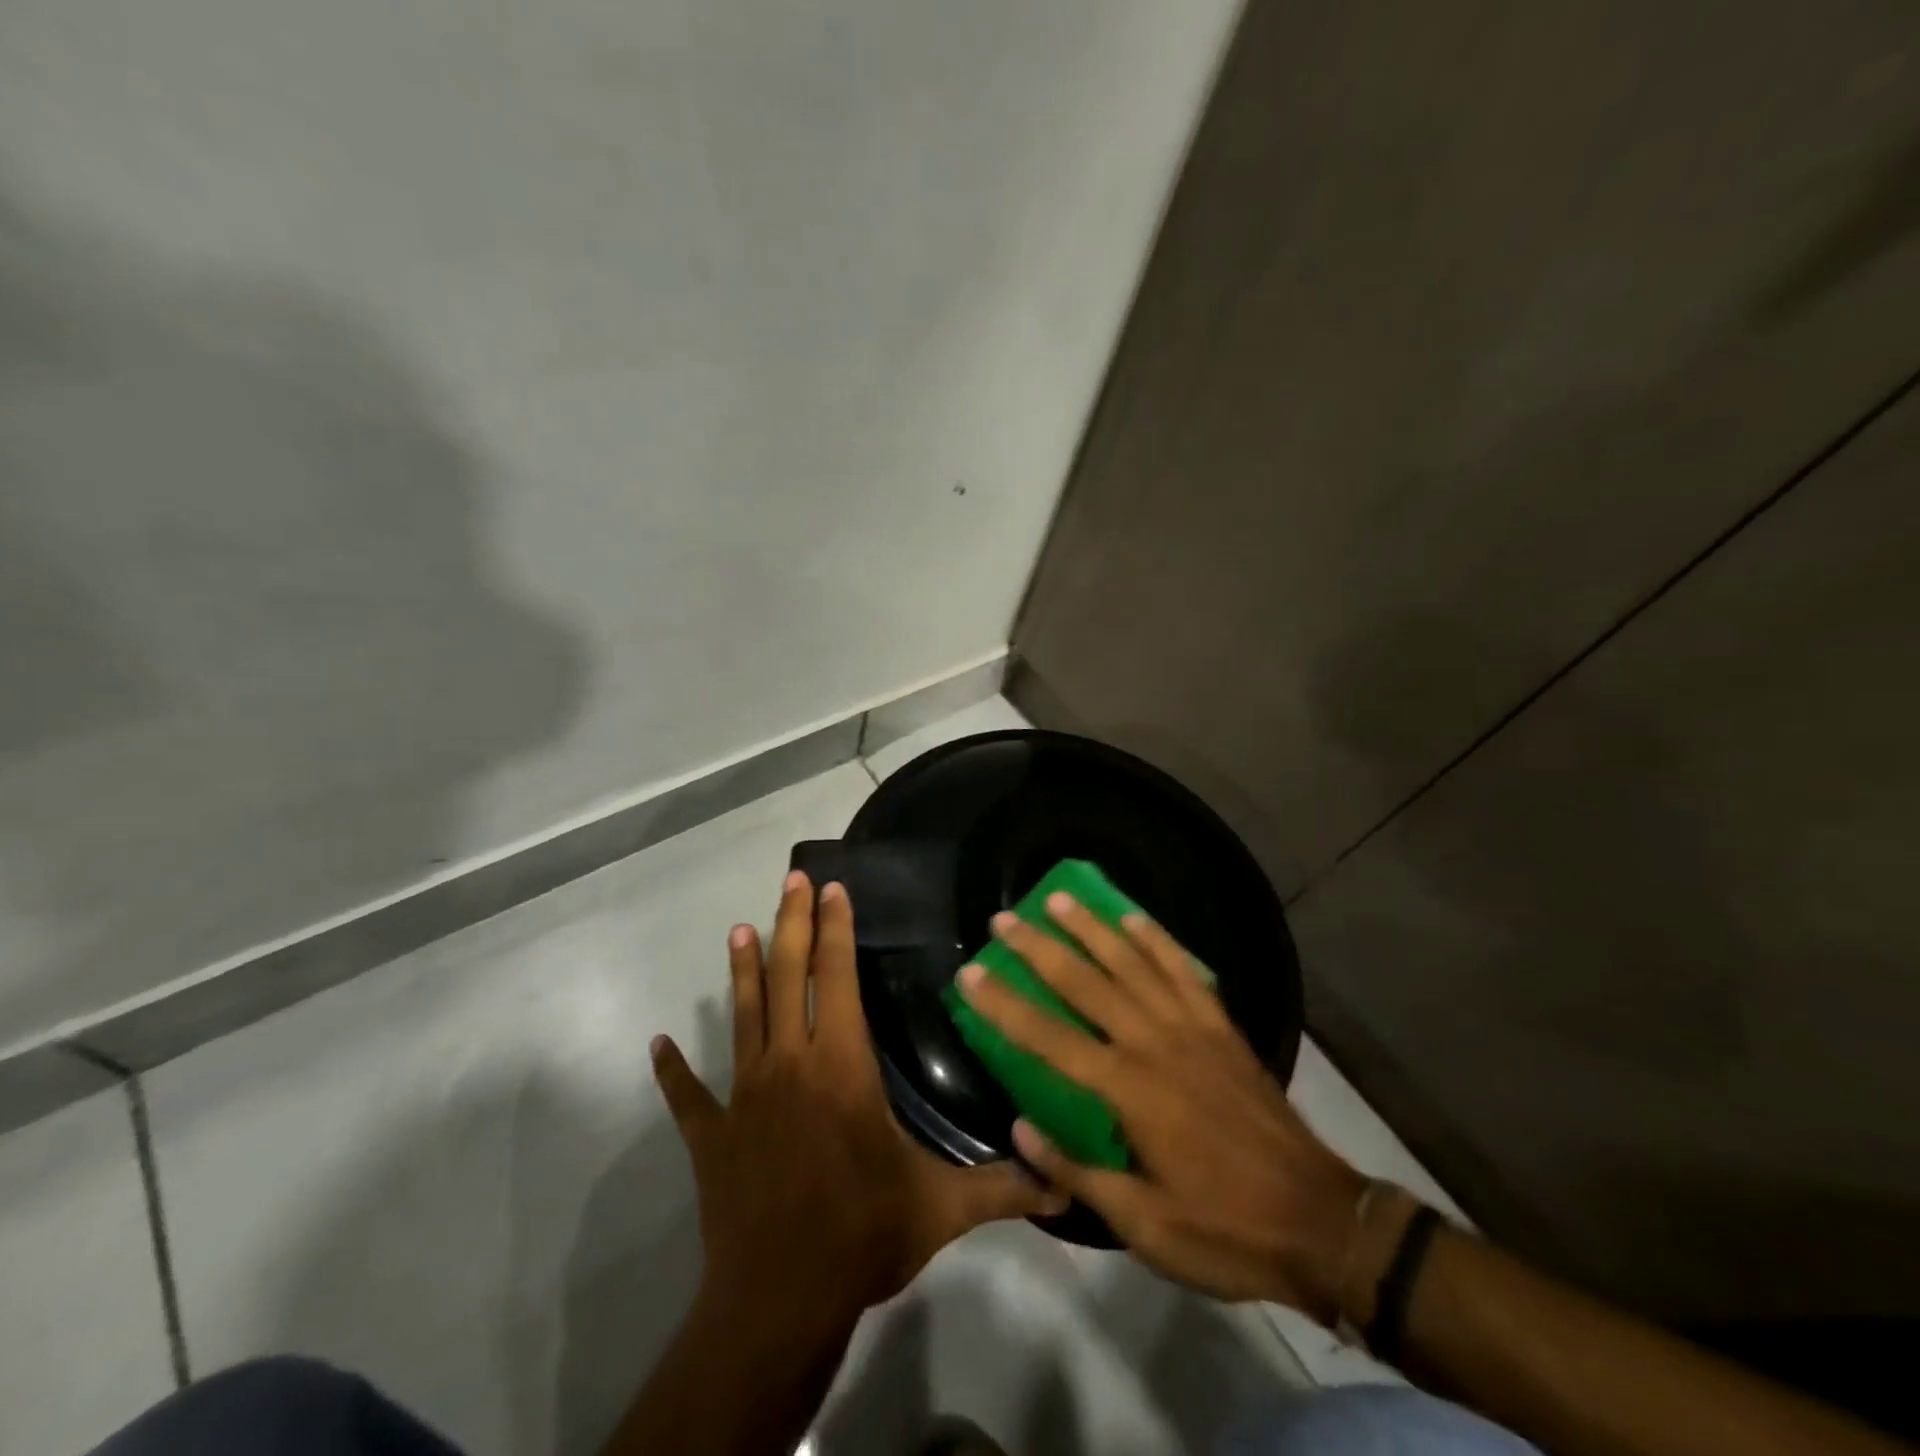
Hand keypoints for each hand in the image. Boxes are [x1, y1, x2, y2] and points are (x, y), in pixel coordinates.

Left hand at [651, 871, 1065, 1327]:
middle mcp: (790, 1064)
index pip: (837, 978)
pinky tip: (657, 1045)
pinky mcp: (712, 1136)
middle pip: (787, 977)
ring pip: (743, 1016)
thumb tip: (1065, 1183)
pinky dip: (673, 1070)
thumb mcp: (943, 1208)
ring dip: (741, 971)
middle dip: (792, 924)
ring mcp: (743, 1096)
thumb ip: (1004, 1188)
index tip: (833, 888)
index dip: (836, 929)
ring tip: (738, 929)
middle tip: (791, 880)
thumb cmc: (863, 1235)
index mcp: (842, 1065)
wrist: (779, 1302)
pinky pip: (688, 1096)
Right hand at [954, 897, 1366, 1319]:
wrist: (1321, 1222)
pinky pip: (1184, 969)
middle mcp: (1154, 1044)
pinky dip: (1156, 939)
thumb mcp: (1143, 1224)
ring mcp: (1192, 1028)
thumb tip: (1019, 1129)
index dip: (1004, 1005)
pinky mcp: (1222, 1026)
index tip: (971, 974)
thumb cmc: (1225, 1229)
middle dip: (1039, 948)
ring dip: (1091, 927)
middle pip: (1085, 984)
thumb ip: (1078, 1171)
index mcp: (1128, 1091)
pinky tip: (1133, 917)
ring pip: (1131, 963)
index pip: (1048, 1038)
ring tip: (1058, 897)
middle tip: (1003, 919)